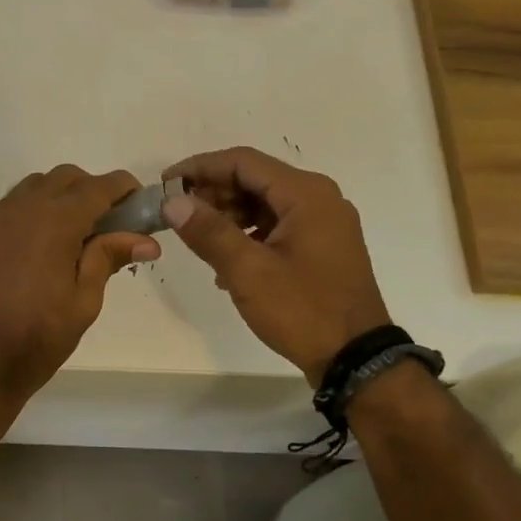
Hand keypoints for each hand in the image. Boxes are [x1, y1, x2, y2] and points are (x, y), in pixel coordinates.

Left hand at [0, 165, 157, 408]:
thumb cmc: (38, 336)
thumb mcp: (84, 300)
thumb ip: (109, 258)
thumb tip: (146, 240)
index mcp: (56, 221)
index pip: (98, 186)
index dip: (124, 188)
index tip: (140, 202)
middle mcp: (24, 208)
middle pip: (66, 177)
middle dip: (92, 189)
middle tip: (109, 223)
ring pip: (36, 186)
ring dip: (61, 196)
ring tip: (74, 233)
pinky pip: (13, 205)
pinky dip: (34, 210)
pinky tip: (41, 244)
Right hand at [162, 147, 390, 383]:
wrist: (355, 359)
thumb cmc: (302, 310)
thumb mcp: (248, 271)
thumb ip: (208, 231)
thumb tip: (172, 201)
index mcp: (306, 194)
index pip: (243, 162)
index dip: (200, 167)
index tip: (165, 183)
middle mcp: (319, 198)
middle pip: (255, 179)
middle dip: (213, 192)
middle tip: (176, 213)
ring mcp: (324, 223)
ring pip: (265, 203)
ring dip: (228, 214)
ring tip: (196, 237)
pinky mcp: (322, 247)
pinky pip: (277, 225)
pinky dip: (248, 233)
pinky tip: (225, 260)